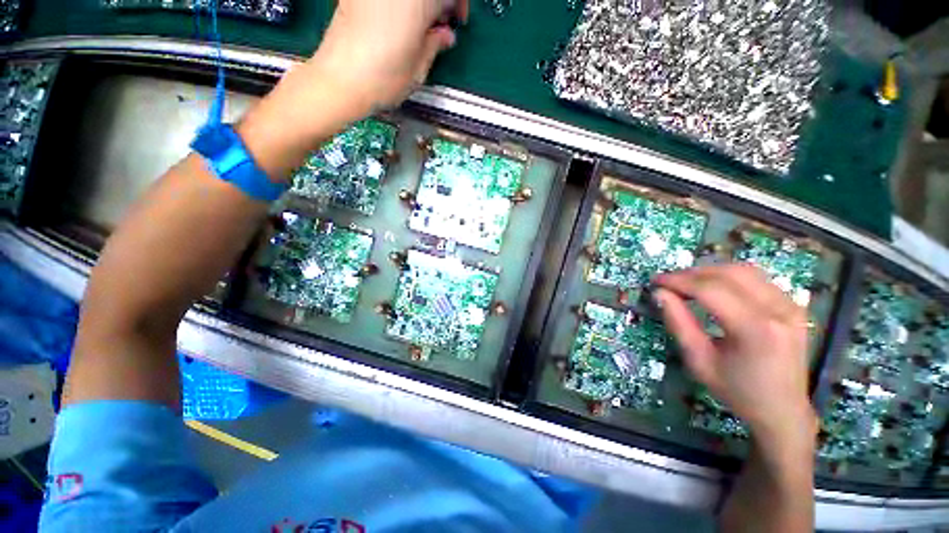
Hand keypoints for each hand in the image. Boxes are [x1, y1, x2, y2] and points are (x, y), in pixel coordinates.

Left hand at [307, 0, 468, 114]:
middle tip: (439, 23)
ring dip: (419, 4)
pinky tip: (399, 20)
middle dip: (438, 2)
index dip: (458, 4)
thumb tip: (446, 34)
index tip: (457, 20)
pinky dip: (401, 5)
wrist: (340, 79)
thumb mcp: (419, 68)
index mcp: (418, 1)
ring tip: (419, 25)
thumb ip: (436, 44)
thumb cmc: (384, 79)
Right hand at [654, 264, 816, 444]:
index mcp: (756, 329)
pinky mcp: (793, 305)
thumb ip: (678, 323)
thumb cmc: (737, 391)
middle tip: (668, 283)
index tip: (655, 282)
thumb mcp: (699, 361)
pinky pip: (756, 279)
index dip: (678, 281)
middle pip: (728, 274)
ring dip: (709, 272)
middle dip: (691, 274)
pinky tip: (713, 287)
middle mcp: (778, 310)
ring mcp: (790, 305)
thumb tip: (660, 293)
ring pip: (743, 270)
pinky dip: (728, 277)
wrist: (783, 410)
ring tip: (687, 283)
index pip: (710, 290)